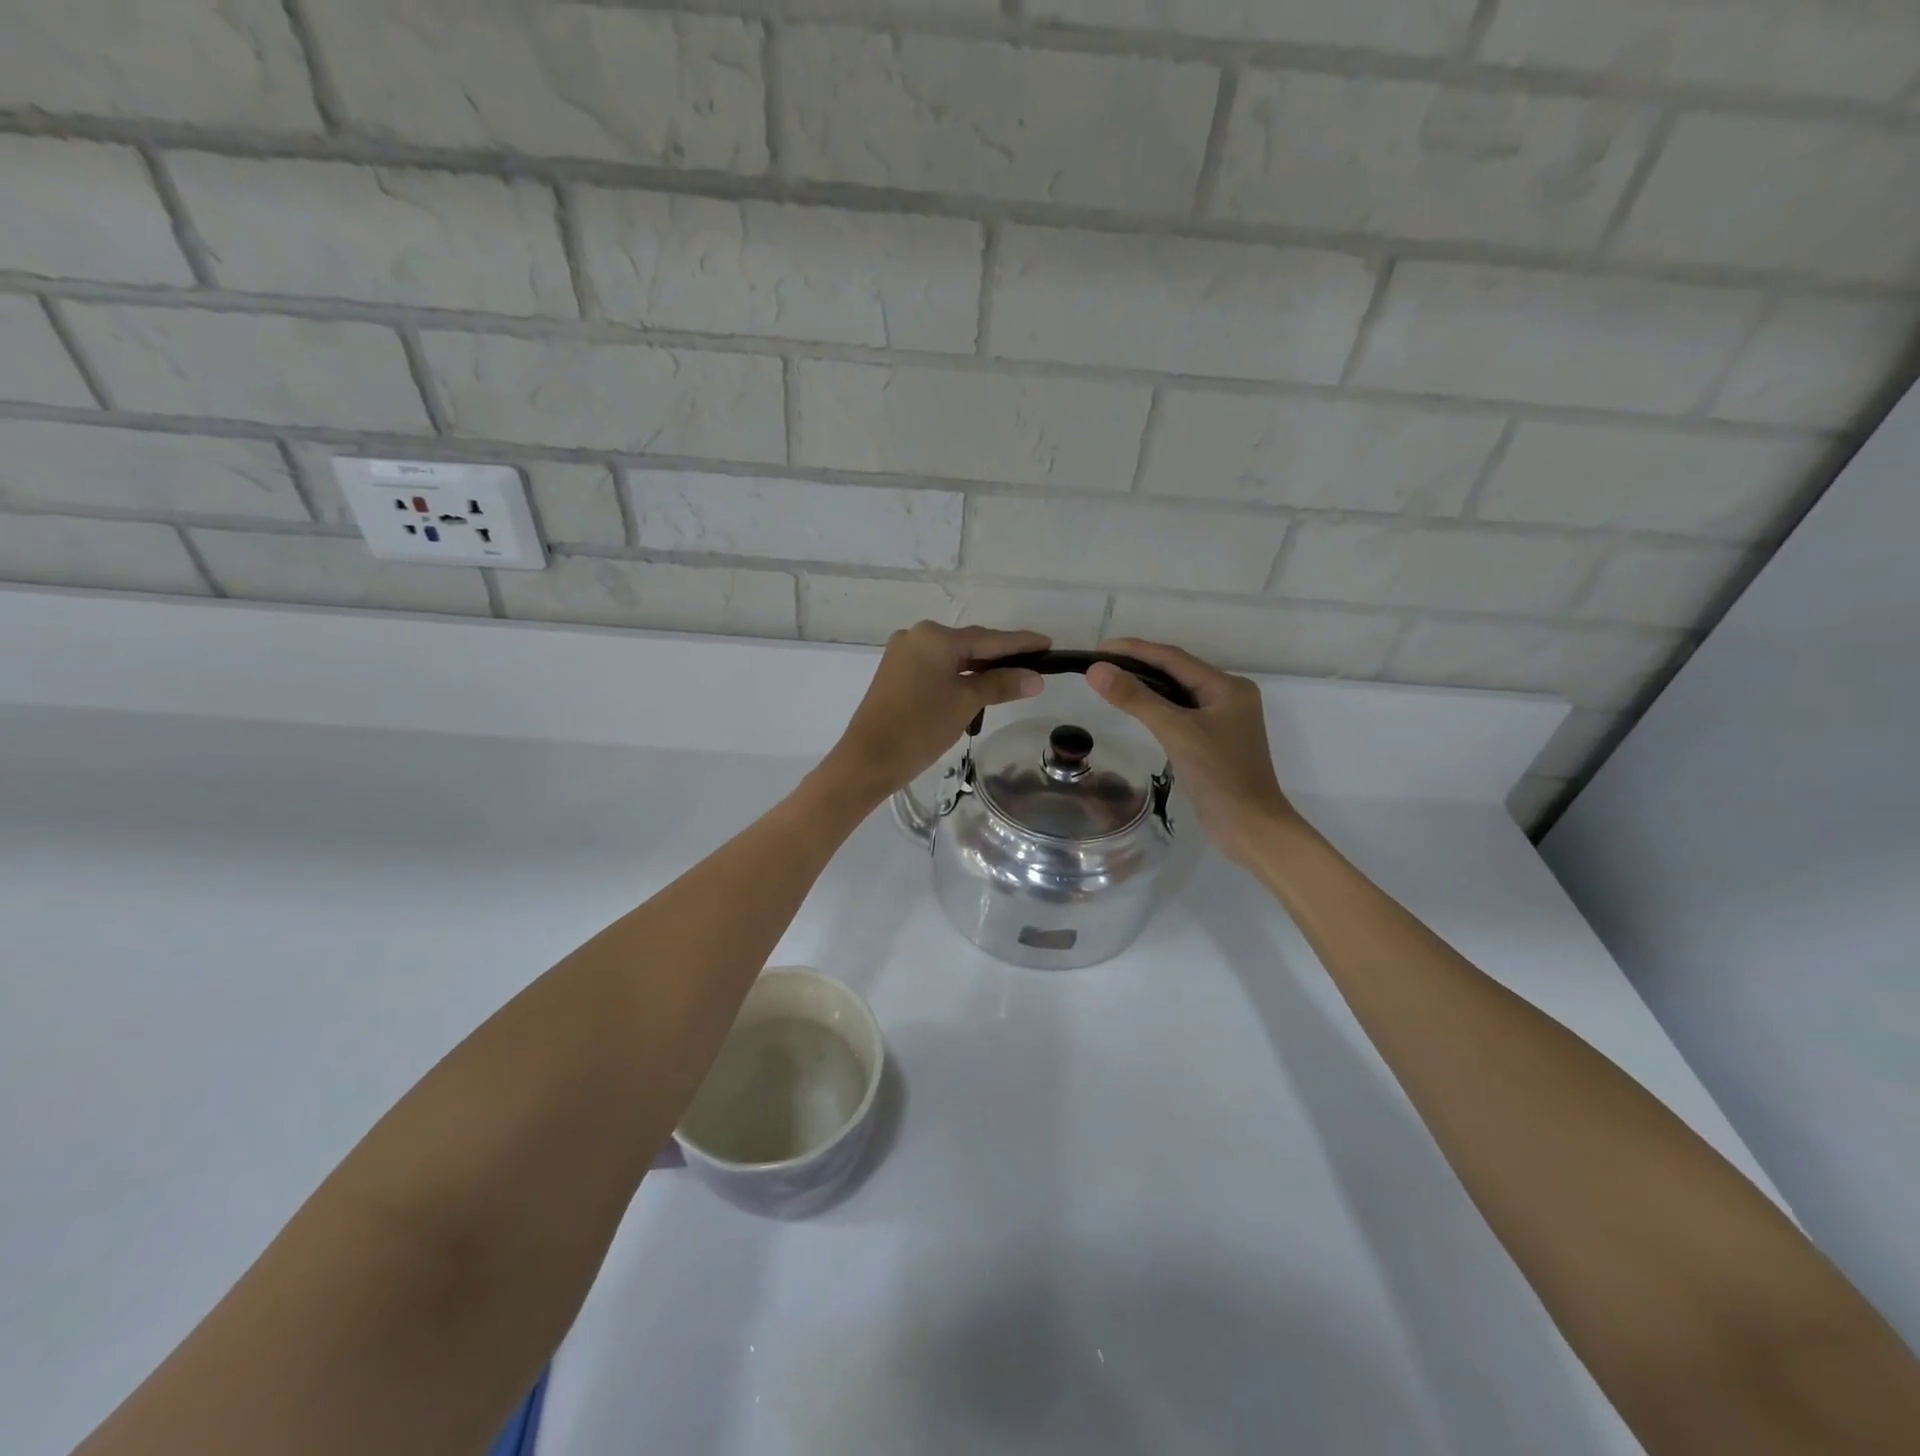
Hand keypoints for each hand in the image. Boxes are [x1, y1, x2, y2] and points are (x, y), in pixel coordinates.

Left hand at [824, 622, 1048, 803]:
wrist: (868, 758)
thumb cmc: (920, 727)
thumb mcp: (966, 703)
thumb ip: (1001, 685)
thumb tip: (1035, 678)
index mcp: (935, 636)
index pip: (989, 638)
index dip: (1021, 643)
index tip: (1049, 644)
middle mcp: (917, 636)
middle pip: (970, 643)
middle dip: (1001, 655)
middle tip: (1035, 664)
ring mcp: (903, 654)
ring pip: (952, 656)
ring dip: (980, 667)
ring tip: (1012, 677)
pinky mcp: (896, 672)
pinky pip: (936, 667)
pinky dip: (959, 675)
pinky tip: (977, 684)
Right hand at [1085, 638, 1297, 867]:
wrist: (1250, 826)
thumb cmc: (1218, 775)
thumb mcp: (1175, 731)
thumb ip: (1136, 698)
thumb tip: (1096, 669)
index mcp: (1227, 686)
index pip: (1174, 658)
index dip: (1134, 649)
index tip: (1098, 648)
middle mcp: (1228, 696)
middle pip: (1176, 672)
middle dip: (1138, 665)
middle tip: (1099, 664)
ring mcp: (1223, 719)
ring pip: (1178, 693)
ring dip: (1146, 686)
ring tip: (1111, 682)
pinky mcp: (1214, 740)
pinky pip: (1180, 713)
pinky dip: (1157, 707)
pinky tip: (1137, 709)